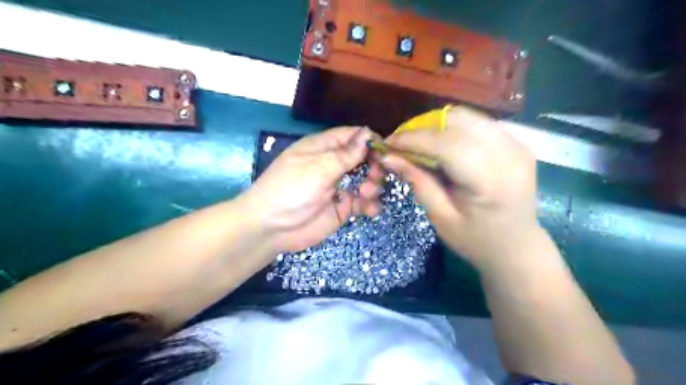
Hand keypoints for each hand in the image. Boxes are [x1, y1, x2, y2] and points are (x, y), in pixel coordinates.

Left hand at [244, 127, 384, 251]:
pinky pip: (362, 203)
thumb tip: (367, 134)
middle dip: (375, 166)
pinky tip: (370, 209)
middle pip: (363, 158)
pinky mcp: (342, 207)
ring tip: (366, 193)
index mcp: (323, 147)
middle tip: (375, 177)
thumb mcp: (318, 168)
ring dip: (373, 185)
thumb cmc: (291, 189)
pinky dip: (369, 205)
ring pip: (366, 180)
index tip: (387, 151)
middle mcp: (333, 165)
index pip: (352, 136)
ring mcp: (338, 187)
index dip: (370, 141)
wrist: (271, 227)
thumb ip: (346, 154)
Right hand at [384, 107, 537, 271]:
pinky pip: (478, 123)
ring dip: (438, 124)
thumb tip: (389, 157)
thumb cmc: (476, 240)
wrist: (517, 246)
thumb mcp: (441, 218)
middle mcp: (509, 154)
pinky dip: (454, 127)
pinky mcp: (517, 142)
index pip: (447, 144)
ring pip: (468, 116)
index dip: (414, 139)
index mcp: (490, 181)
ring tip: (419, 142)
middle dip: (423, 127)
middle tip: (402, 143)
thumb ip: (418, 182)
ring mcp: (517, 145)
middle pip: (459, 121)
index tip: (389, 143)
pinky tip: (442, 144)